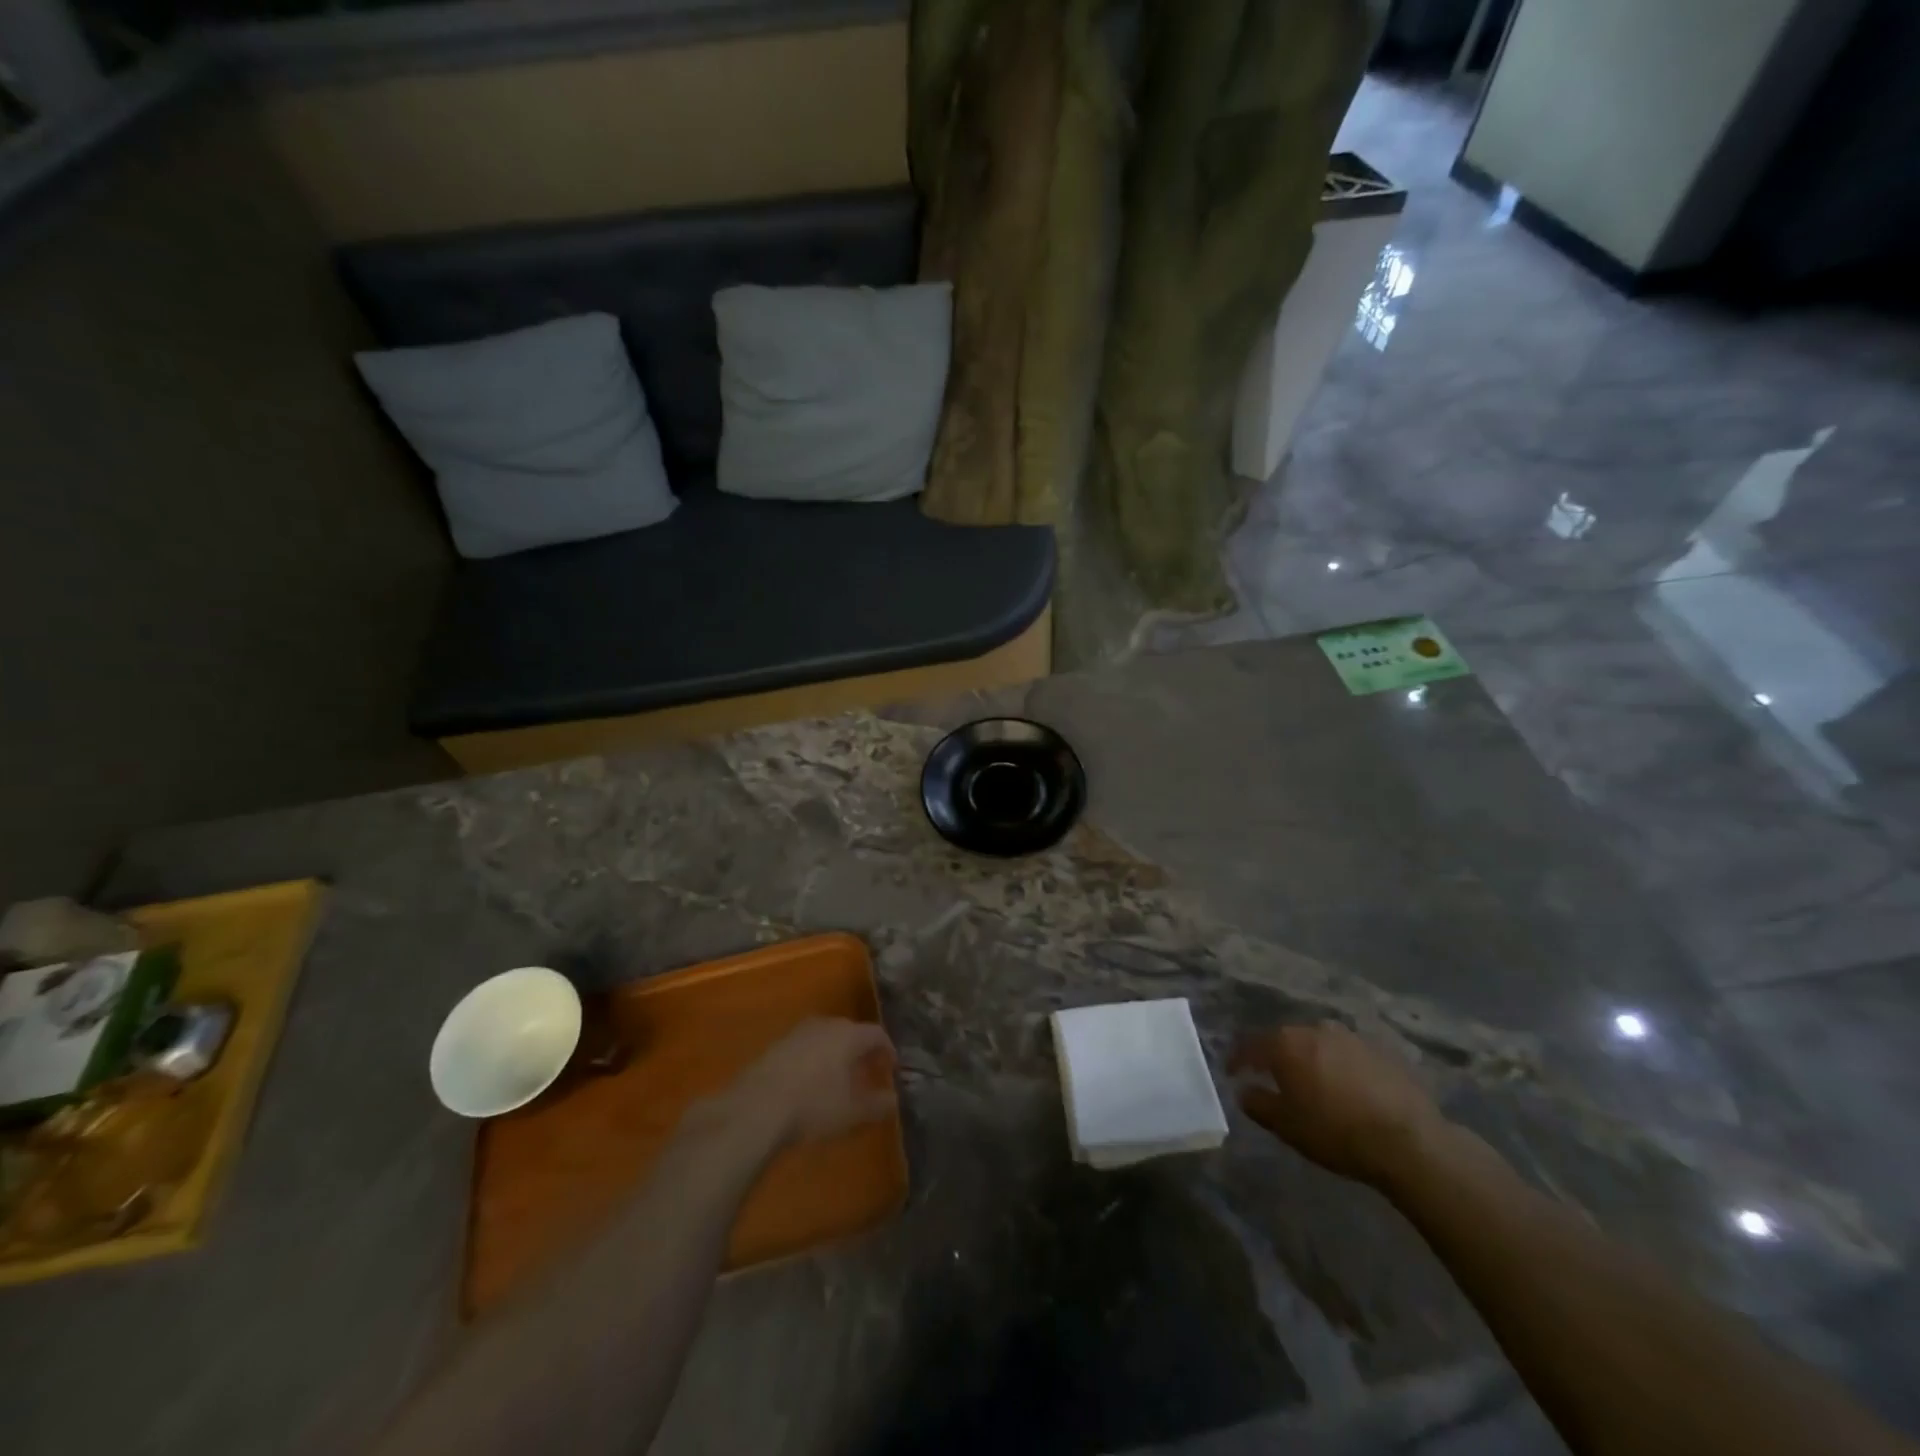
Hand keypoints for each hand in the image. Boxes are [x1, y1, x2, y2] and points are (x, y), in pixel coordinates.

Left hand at [726, 1018, 897, 1148]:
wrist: (756, 1107)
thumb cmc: (813, 1106)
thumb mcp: (852, 1112)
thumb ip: (877, 1104)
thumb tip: (893, 1099)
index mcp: (848, 1035)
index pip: (877, 1034)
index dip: (887, 1050)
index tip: (891, 1068)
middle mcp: (825, 1024)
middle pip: (850, 1032)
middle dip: (861, 1051)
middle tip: (866, 1073)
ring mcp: (797, 1032)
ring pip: (825, 1037)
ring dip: (835, 1054)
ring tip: (837, 1078)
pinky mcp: (776, 1044)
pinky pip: (805, 1047)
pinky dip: (814, 1059)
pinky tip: (809, 1082)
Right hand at [1229, 1023, 1445, 1186]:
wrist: (1409, 1141)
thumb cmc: (1336, 1132)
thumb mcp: (1287, 1126)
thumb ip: (1258, 1104)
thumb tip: (1244, 1090)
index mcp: (1286, 1044)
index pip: (1250, 1045)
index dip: (1237, 1059)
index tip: (1232, 1072)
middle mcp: (1315, 1029)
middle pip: (1286, 1039)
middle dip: (1277, 1056)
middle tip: (1273, 1077)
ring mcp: (1351, 1037)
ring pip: (1319, 1043)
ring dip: (1311, 1059)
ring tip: (1313, 1081)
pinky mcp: (1381, 1050)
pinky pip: (1348, 1054)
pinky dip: (1340, 1066)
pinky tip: (1347, 1087)